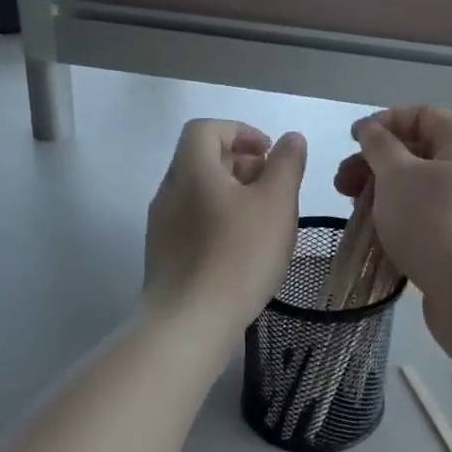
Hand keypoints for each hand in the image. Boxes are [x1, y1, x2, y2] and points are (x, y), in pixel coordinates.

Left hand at [142, 119, 306, 341]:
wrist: (189, 323)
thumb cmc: (238, 255)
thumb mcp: (276, 202)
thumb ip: (286, 164)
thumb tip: (290, 139)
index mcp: (191, 169)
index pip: (207, 129)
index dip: (240, 131)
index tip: (269, 153)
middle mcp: (169, 191)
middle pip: (201, 159)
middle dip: (241, 163)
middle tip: (274, 185)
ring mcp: (162, 226)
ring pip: (198, 193)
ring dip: (232, 194)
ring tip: (264, 219)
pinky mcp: (164, 256)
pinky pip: (193, 222)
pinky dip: (219, 220)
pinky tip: (244, 249)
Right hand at [334, 107, 451, 372]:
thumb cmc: (433, 223)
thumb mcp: (397, 176)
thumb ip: (380, 147)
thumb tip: (372, 130)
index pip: (423, 115)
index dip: (385, 121)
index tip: (353, 140)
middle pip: (417, 152)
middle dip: (375, 163)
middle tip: (342, 184)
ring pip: (418, 186)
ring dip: (381, 192)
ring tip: (353, 211)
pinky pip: (425, 215)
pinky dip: (397, 216)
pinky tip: (373, 232)